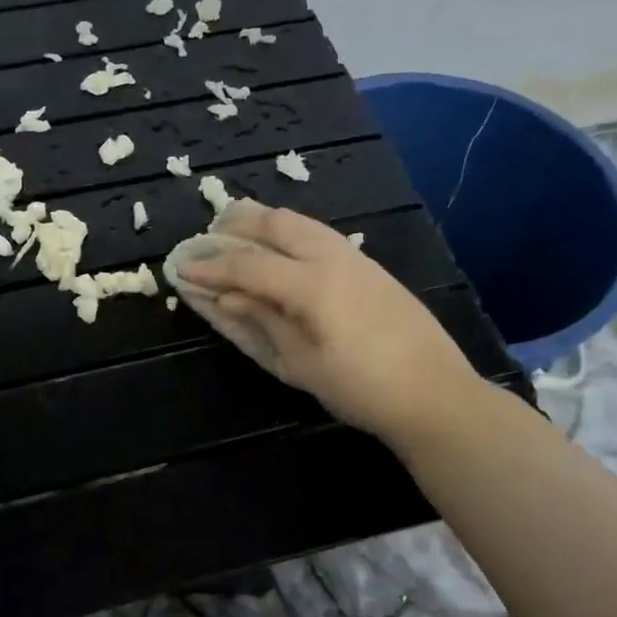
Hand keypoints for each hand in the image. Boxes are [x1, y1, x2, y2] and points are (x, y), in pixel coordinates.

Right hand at [177, 205, 483, 446]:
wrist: (434, 394)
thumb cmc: (362, 388)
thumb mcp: (302, 364)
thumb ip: (262, 322)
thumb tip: (225, 297)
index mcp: (311, 284)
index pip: (248, 265)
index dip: (211, 267)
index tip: (181, 268)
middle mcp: (332, 257)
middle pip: (276, 223)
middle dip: (237, 225)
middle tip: (208, 237)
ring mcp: (356, 258)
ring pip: (301, 222)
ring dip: (265, 223)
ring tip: (239, 234)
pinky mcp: (371, 267)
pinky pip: (320, 235)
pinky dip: (290, 234)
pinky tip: (282, 254)